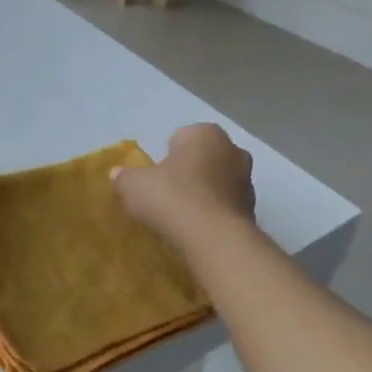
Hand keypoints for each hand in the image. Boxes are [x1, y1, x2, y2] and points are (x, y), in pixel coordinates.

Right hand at [112, 124, 255, 250]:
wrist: (214, 237)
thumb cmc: (172, 198)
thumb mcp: (134, 186)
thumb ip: (125, 177)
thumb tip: (117, 174)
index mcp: (205, 133)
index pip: (180, 138)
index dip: (166, 158)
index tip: (157, 180)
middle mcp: (233, 149)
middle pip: (203, 158)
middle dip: (190, 172)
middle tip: (169, 196)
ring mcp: (247, 179)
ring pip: (218, 181)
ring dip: (205, 193)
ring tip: (184, 217)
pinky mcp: (254, 208)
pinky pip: (227, 205)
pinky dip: (216, 213)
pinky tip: (201, 230)